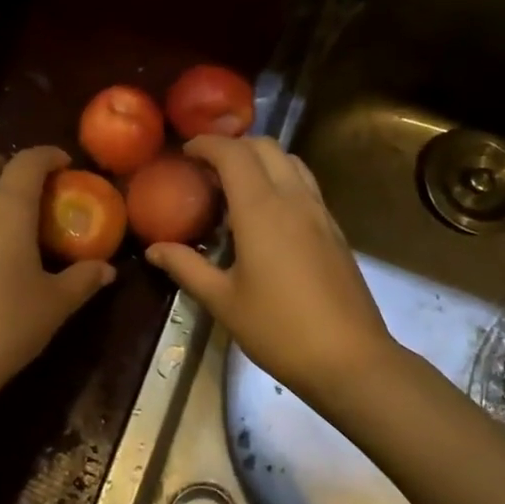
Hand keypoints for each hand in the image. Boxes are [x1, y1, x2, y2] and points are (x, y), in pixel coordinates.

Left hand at [0, 147, 116, 423]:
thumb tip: (108, 269)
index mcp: (6, 207)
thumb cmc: (4, 326)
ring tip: (3, 208)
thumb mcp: (54, 304)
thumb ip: (83, 279)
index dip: (48, 155)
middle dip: (8, 163)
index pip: (28, 161)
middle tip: (32, 186)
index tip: (66, 165)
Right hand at [145, 136, 399, 408]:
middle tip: (206, 167)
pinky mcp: (334, 229)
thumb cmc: (278, 329)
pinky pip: (305, 185)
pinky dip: (281, 179)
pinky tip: (267, 214)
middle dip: (233, 146)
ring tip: (236, 185)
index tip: (185, 153)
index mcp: (261, 209)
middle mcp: (293, 198)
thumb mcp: (223, 301)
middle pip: (265, 146)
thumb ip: (186, 267)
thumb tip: (154, 249)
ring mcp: (320, 212)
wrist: (350, 358)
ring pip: (291, 161)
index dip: (206, 144)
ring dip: (261, 159)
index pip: (233, 153)